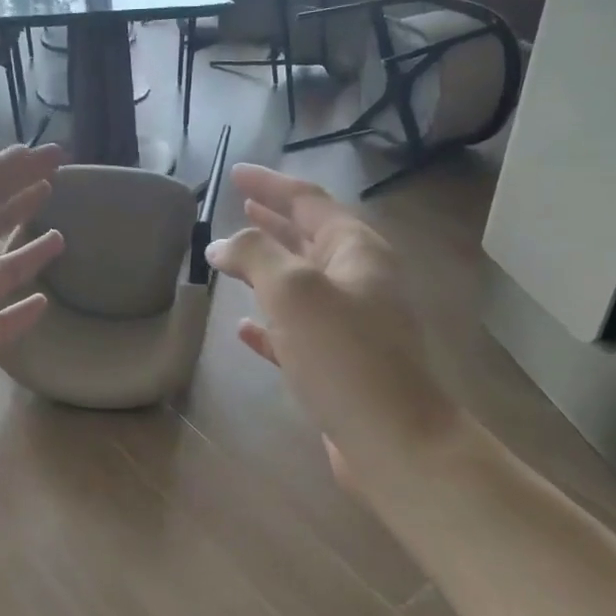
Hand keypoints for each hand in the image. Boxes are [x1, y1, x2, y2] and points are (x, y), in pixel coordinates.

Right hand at [206, 165, 457, 493]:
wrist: (394, 441)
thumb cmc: (345, 355)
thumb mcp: (294, 291)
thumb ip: (254, 256)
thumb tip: (221, 244)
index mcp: (356, 251)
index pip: (308, 201)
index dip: (270, 184)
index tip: (234, 174)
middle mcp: (359, 280)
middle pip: (309, 238)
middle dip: (274, 221)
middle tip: (238, 206)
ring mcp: (352, 324)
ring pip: (302, 284)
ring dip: (268, 269)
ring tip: (233, 259)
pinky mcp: (339, 364)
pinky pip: (297, 331)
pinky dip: (270, 323)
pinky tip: (243, 328)